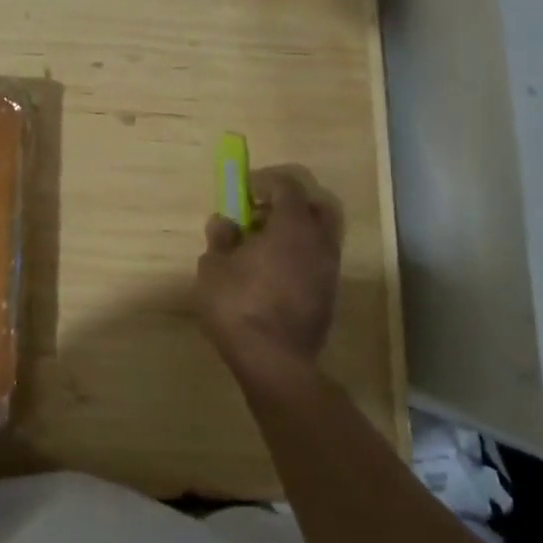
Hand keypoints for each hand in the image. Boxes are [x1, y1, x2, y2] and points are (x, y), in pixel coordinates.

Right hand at [196, 166, 342, 367]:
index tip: (244, 191)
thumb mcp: (213, 266)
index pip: (287, 186)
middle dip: (289, 204)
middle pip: (314, 207)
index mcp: (292, 226)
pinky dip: (299, 257)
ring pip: (318, 236)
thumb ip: (221, 238)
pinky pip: (317, 262)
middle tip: (260, 216)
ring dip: (294, 234)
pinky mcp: (329, 296)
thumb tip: (224, 222)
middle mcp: (318, 242)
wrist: (274, 361)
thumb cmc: (238, 305)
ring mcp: (329, 271)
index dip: (265, 181)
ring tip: (262, 249)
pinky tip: (273, 275)